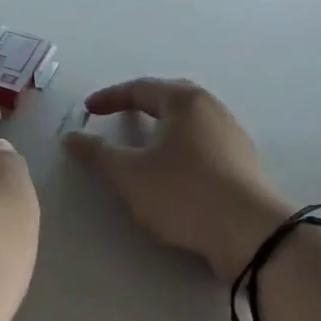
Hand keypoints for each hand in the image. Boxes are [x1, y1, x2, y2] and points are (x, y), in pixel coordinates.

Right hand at [63, 78, 292, 281]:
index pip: (140, 88)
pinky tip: (174, 167)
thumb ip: (98, 153)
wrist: (250, 232)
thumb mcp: (130, 175)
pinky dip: (181, 145)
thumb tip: (70, 136)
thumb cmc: (183, 192)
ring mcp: (232, 134)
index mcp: (185, 101)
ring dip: (163, 125)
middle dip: (140, 104)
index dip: (110, 98)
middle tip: (117, 115)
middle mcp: (212, 108)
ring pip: (189, 120)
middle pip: (169, 98)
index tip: (87, 110)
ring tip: (143, 141)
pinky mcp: (243, 161)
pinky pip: (203, 142)